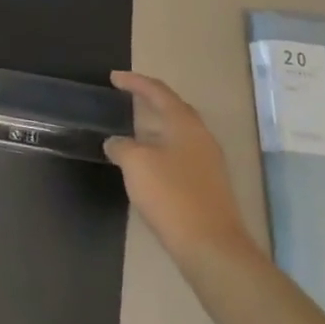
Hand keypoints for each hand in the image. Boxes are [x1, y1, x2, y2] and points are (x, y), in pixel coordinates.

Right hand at [105, 71, 253, 261]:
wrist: (210, 245)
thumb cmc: (171, 195)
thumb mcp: (136, 164)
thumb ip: (122, 146)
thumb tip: (116, 142)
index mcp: (184, 123)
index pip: (158, 92)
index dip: (135, 82)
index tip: (114, 78)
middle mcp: (200, 136)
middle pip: (173, 109)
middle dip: (150, 101)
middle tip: (126, 98)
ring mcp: (208, 161)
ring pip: (178, 133)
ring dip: (156, 127)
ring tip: (133, 130)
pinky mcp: (208, 184)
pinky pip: (181, 154)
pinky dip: (162, 149)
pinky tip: (148, 163)